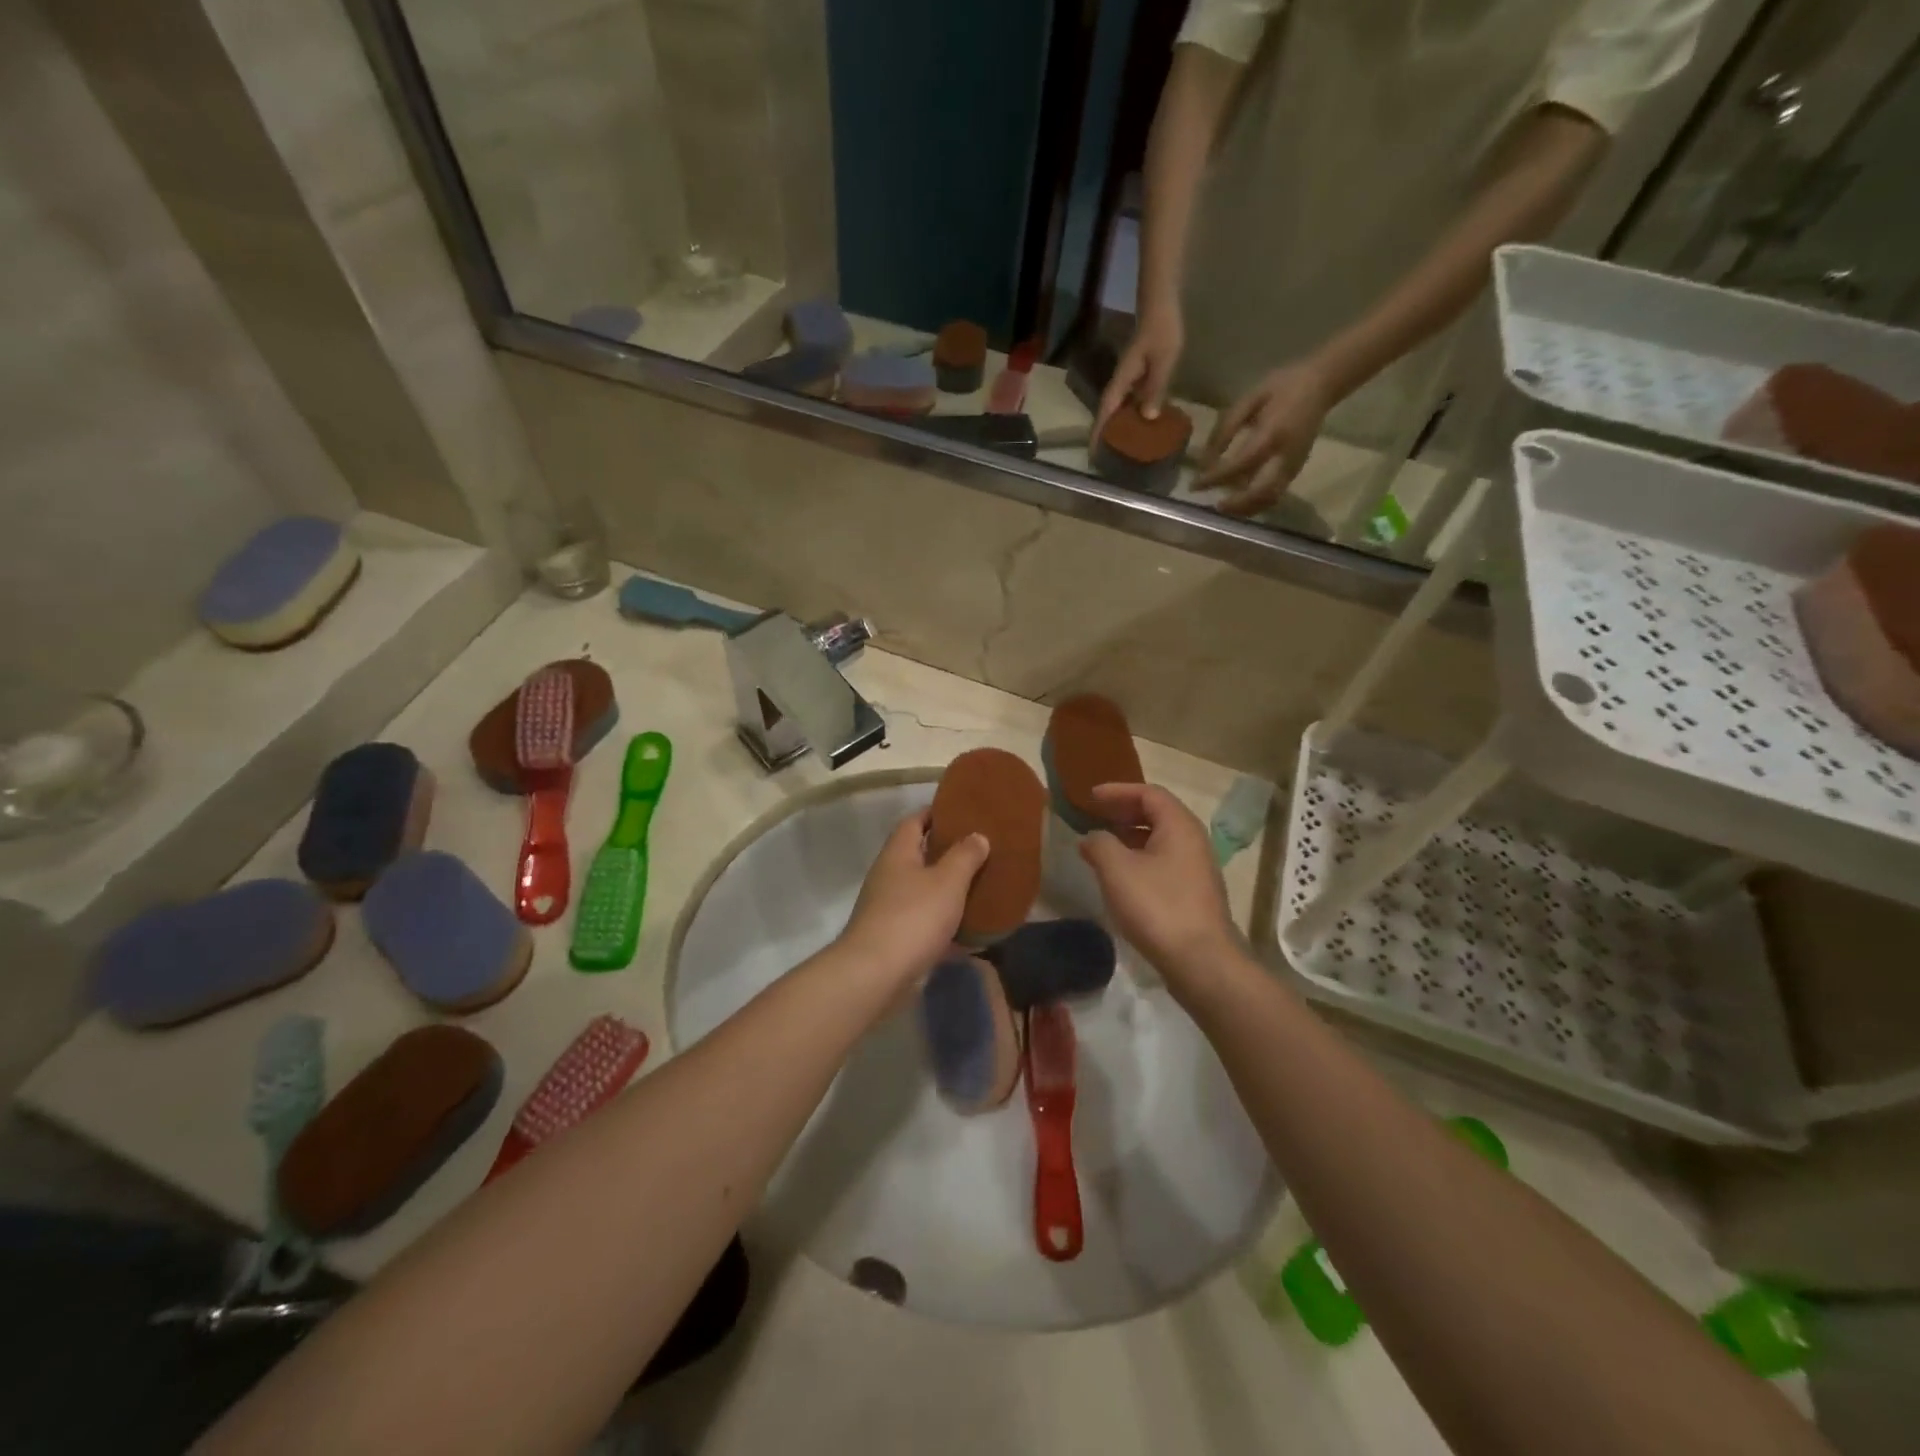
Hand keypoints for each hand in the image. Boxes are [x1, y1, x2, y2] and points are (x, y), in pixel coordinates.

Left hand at [838, 811, 988, 987]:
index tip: (964, 813)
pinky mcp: (893, 937)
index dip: (937, 814)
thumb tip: (977, 835)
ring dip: (947, 890)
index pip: (915, 821)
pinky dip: (944, 924)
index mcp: (898, 853)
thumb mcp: (948, 881)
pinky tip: (969, 932)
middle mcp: (888, 876)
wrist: (875, 974)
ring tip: (980, 888)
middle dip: (947, 853)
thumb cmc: (914, 917)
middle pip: (919, 855)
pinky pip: (923, 923)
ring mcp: (888, 908)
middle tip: (980, 851)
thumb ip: (965, 856)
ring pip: (922, 891)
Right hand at [1077, 784, 1240, 997]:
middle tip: (1095, 816)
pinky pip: (1164, 861)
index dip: (1118, 791)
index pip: (1149, 793)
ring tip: (1103, 845)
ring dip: (1131, 837)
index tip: (1091, 796)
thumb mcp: (1117, 869)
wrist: (1200, 961)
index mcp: (1179, 825)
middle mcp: (1193, 840)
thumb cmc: (1157, 906)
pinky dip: (1140, 858)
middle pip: (1157, 814)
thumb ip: (1099, 844)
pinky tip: (1121, 876)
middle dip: (1124, 812)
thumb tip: (1092, 837)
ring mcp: (1197, 868)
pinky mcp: (1194, 893)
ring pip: (1160, 840)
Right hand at [1093, 305, 1184, 443]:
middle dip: (1106, 435)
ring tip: (1125, 446)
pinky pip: (1131, 400)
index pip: (1106, 412)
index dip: (1098, 433)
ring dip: (1119, 426)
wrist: (1161, 306)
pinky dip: (1132, 414)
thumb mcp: (1163, 361)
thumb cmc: (1162, 331)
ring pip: (1120, 408)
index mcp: (1122, 381)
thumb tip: (1147, 417)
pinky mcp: (1137, 375)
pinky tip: (1142, 422)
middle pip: (1109, 413)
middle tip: (1109, 458)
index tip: (1092, 454)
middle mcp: (1121, 383)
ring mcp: (1128, 379)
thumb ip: (1155, 388)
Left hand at [1193, 360, 1333, 516]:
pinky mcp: (1297, 469)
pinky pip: (1276, 494)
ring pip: (1270, 498)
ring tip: (1225, 507)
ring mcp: (1294, 464)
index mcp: (1272, 433)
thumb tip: (1206, 460)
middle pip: (1260, 492)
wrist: (1321, 384)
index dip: (1215, 478)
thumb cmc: (1281, 387)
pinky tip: (1241, 502)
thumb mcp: (1249, 399)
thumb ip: (1226, 428)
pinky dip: (1257, 503)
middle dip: (1235, 504)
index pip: (1239, 464)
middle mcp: (1286, 455)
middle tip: (1214, 505)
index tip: (1195, 485)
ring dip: (1246, 509)